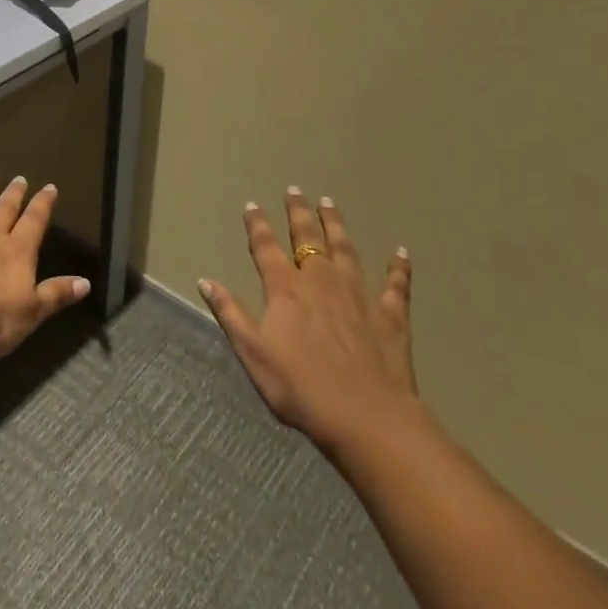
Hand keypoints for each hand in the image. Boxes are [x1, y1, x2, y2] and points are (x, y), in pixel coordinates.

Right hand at [198, 189, 417, 456]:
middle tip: (295, 190)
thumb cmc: (301, 387)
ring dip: (337, 225)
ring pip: (346, 250)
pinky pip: (395, 285)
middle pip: (308, 238)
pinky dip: (398, 268)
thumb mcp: (253, 353)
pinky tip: (402, 253)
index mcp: (286, 289)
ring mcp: (358, 295)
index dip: (257, 225)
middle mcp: (321, 280)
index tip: (252, 205)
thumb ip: (230, 313)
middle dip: (299, 213)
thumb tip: (205, 280)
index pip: (266, 247)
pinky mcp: (390, 316)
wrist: (367, 418)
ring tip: (330, 203)